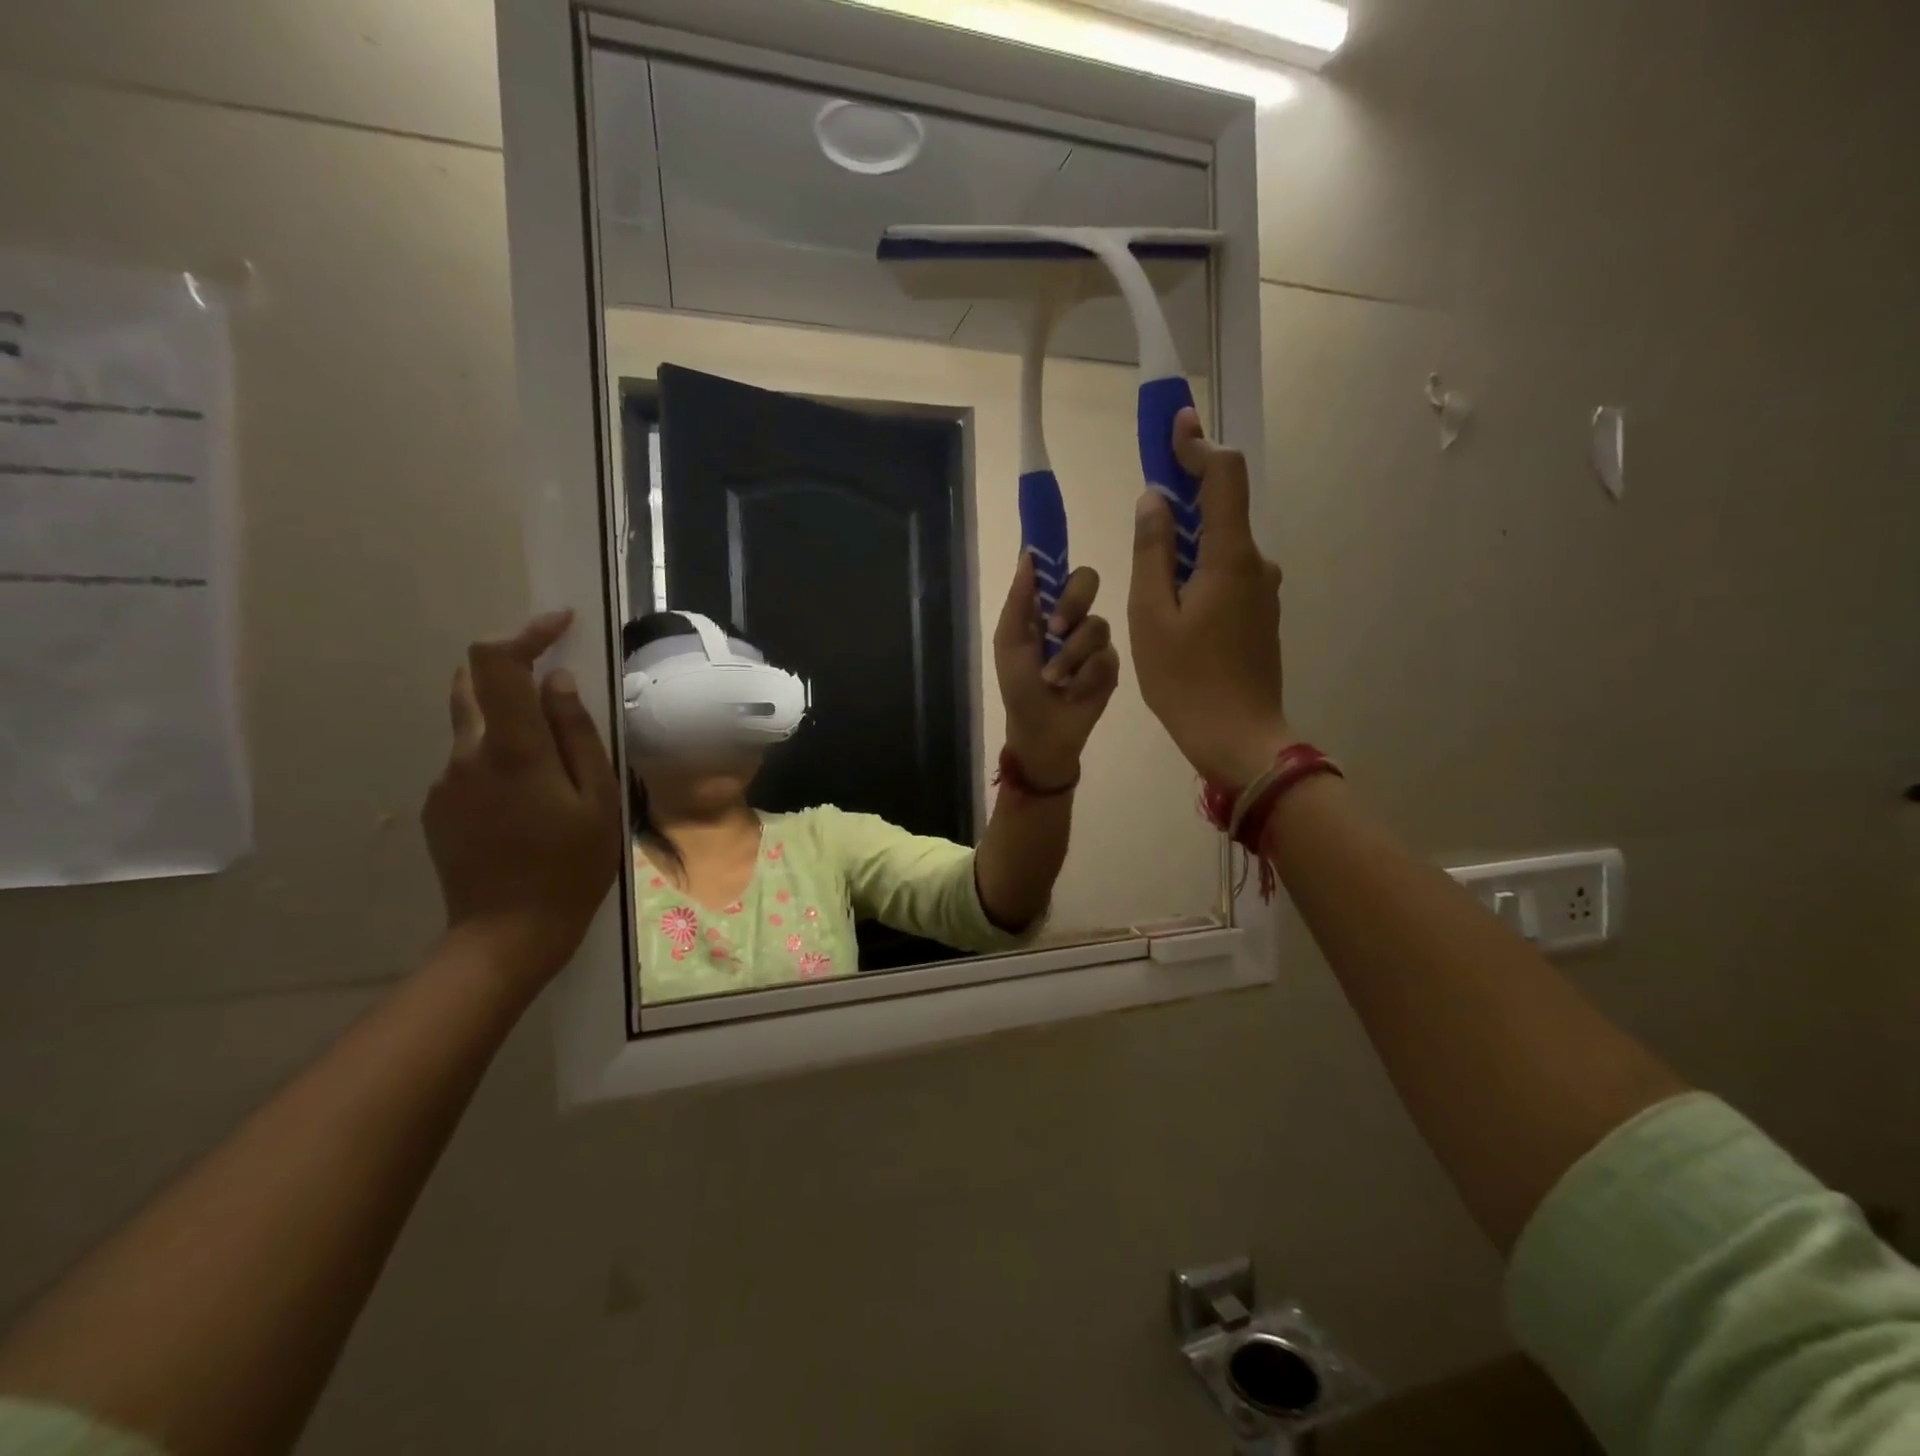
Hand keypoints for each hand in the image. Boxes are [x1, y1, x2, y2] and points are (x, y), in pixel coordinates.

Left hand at [422, 610, 623, 987]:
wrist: (507, 934)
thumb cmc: (570, 867)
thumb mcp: (597, 800)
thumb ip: (576, 735)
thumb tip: (558, 682)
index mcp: (512, 750)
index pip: (497, 664)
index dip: (524, 633)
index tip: (559, 625)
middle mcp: (466, 755)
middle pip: (472, 683)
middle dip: (511, 669)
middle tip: (557, 692)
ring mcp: (445, 781)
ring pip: (472, 724)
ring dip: (508, 719)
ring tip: (552, 761)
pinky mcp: (438, 806)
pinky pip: (468, 761)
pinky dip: (498, 756)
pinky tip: (528, 800)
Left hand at [994, 552, 1120, 788]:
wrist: (1041, 732)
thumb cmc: (1019, 687)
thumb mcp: (1010, 642)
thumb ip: (1019, 601)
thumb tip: (1028, 555)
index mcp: (1047, 609)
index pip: (1060, 571)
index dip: (1060, 560)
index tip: (1057, 557)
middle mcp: (1074, 618)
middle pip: (1088, 581)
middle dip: (1072, 603)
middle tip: (1054, 630)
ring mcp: (1096, 642)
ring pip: (1096, 626)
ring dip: (1070, 657)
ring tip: (1055, 681)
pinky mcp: (1111, 667)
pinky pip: (1105, 658)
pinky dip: (1085, 677)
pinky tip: (1074, 693)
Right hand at [1128, 409, 1291, 788]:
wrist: (1239, 738)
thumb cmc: (1186, 679)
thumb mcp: (1151, 615)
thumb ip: (1152, 551)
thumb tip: (1155, 499)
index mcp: (1230, 557)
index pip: (1223, 476)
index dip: (1198, 445)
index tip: (1174, 424)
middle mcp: (1256, 564)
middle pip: (1222, 509)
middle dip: (1185, 494)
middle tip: (1146, 500)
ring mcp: (1262, 592)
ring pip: (1221, 547)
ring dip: (1187, 540)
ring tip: (1148, 569)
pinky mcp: (1259, 616)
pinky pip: (1226, 575)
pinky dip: (1198, 569)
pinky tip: (1172, 602)